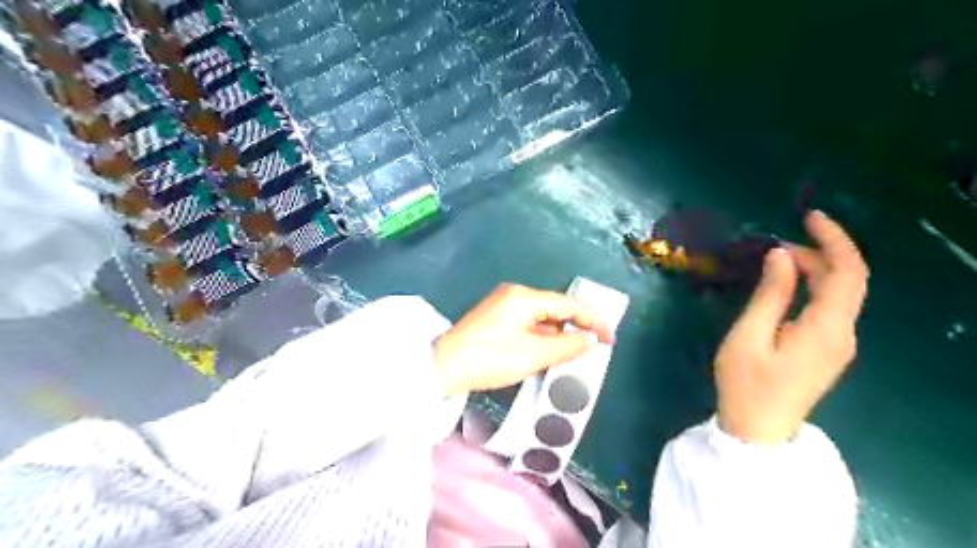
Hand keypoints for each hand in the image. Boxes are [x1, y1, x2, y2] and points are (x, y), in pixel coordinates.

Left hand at [440, 285, 612, 396]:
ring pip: (542, 317)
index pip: (568, 304)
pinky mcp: (495, 317)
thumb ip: (567, 345)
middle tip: (595, 346)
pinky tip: (548, 352)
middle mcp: (514, 294)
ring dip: (558, 334)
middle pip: (555, 308)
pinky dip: (542, 336)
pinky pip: (528, 323)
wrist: (443, 368)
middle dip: (576, 326)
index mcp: (524, 297)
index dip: (593, 320)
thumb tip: (590, 339)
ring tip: (573, 354)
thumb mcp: (533, 355)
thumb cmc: (490, 359)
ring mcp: (503, 305)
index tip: (610, 338)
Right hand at [716, 209, 864, 444]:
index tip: (808, 216)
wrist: (758, 431)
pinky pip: (830, 307)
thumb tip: (780, 255)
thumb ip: (769, 294)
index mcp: (826, 328)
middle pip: (847, 280)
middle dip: (818, 252)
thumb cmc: (746, 384)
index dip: (834, 239)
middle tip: (775, 245)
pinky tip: (786, 285)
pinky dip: (813, 287)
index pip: (848, 272)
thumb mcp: (749, 335)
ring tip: (775, 260)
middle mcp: (843, 333)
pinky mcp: (826, 349)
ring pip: (840, 293)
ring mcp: (838, 343)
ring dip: (814, 269)